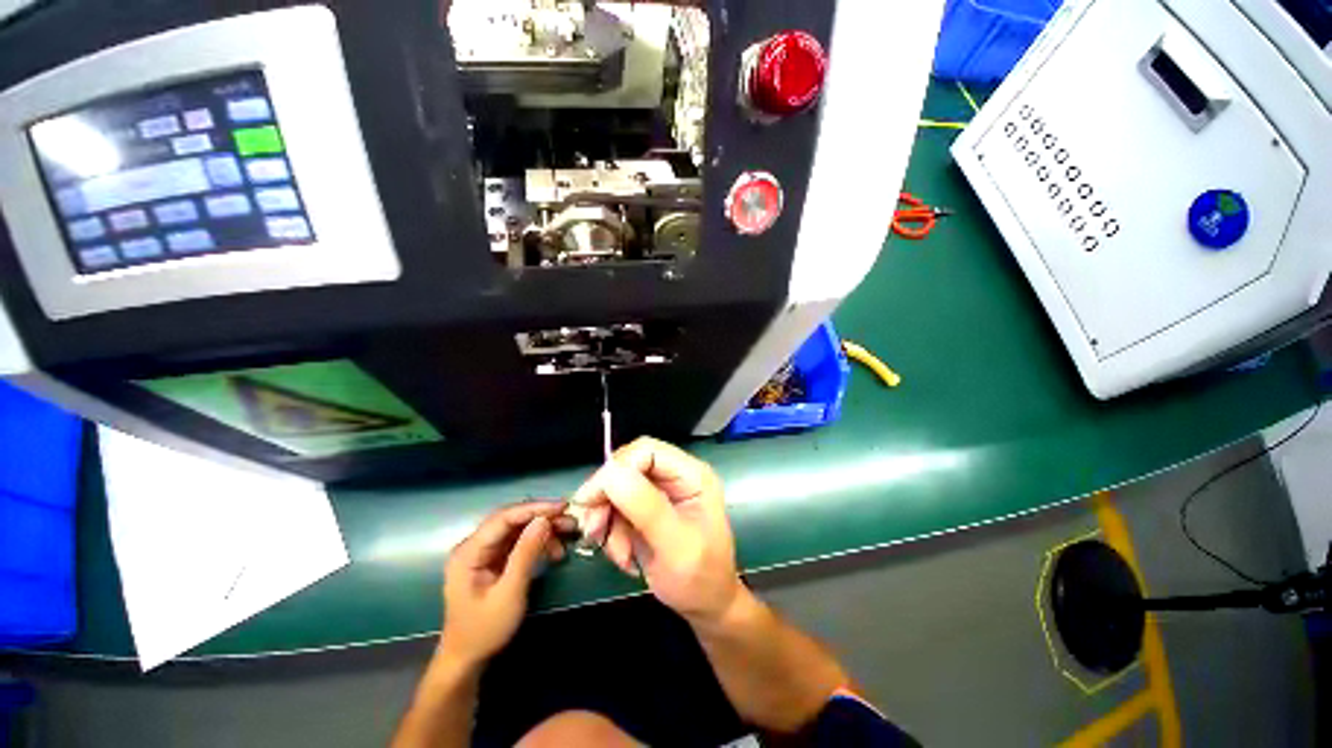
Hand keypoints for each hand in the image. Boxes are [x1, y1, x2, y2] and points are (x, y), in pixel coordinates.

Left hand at [439, 501, 574, 666]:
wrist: (467, 659)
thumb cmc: (485, 629)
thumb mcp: (509, 593)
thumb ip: (526, 553)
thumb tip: (544, 520)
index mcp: (469, 551)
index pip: (504, 517)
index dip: (534, 508)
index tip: (562, 507)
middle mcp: (474, 545)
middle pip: (512, 519)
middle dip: (542, 517)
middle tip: (570, 520)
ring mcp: (483, 552)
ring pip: (518, 529)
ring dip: (543, 529)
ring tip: (568, 534)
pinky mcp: (493, 559)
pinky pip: (518, 541)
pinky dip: (538, 543)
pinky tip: (555, 551)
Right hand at [572, 437, 743, 624]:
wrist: (706, 606)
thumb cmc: (700, 578)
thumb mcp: (675, 546)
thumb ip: (647, 508)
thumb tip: (611, 474)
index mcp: (691, 475)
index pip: (646, 451)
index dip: (616, 470)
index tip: (591, 501)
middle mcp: (675, 476)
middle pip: (627, 466)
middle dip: (606, 498)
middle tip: (593, 529)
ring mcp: (660, 491)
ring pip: (617, 488)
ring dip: (607, 519)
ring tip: (617, 553)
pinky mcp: (647, 508)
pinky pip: (616, 508)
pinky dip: (611, 530)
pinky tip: (623, 555)